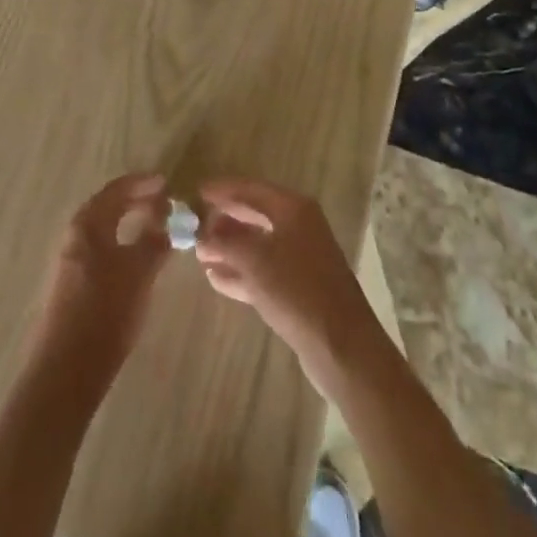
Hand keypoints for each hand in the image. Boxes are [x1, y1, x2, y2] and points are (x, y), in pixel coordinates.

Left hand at [33, 174, 170, 386]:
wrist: (68, 368)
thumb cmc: (105, 311)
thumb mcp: (138, 273)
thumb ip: (154, 242)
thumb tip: (168, 220)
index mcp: (88, 224)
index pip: (116, 190)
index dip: (142, 184)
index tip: (166, 183)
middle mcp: (76, 235)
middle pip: (108, 207)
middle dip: (136, 201)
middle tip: (165, 204)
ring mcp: (73, 259)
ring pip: (106, 229)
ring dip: (130, 223)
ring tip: (157, 228)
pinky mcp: (75, 283)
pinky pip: (103, 249)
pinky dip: (123, 243)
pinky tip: (138, 257)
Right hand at [195, 178, 379, 385]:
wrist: (342, 347)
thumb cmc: (297, 290)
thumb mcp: (254, 260)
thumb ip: (223, 243)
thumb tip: (200, 235)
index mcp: (293, 209)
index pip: (251, 189)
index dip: (222, 190)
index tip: (195, 192)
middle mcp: (299, 227)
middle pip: (254, 215)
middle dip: (225, 220)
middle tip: (195, 224)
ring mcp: (301, 258)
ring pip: (258, 245)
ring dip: (229, 248)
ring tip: (199, 254)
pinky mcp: (299, 288)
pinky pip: (263, 271)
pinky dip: (241, 271)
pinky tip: (215, 278)